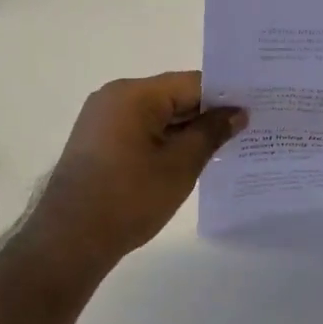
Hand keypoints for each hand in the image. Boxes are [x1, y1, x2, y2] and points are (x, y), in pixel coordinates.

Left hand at [34, 72, 245, 269]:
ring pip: (156, 115)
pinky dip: (163, 141)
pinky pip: (139, 130)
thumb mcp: (180, 165)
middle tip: (245, 131)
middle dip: (206, 115)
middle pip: (172, 96)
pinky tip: (186, 161)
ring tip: (222, 149)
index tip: (253, 111)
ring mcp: (101, 119)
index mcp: (134, 94)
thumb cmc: (129, 198)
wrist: (69, 240)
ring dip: (185, 131)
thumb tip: (237, 113)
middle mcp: (114, 97)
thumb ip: (211, 133)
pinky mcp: (96, 142)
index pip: (191, 83)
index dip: (224, 98)